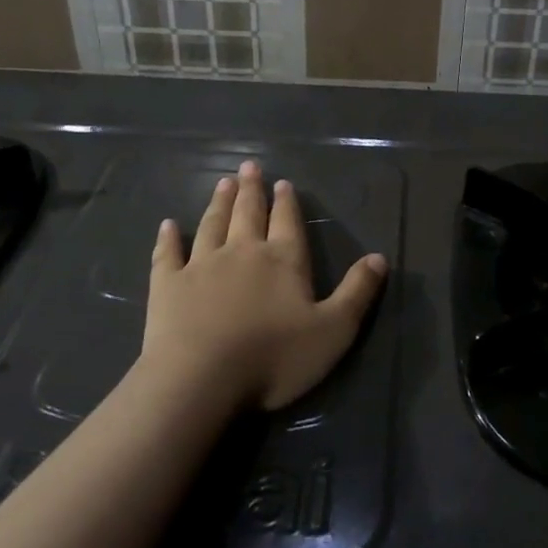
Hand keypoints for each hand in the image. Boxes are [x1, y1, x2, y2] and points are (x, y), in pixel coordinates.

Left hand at [142, 160, 387, 410]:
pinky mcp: (168, 285)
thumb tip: (379, 257)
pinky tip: (167, 225)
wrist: (201, 380)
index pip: (287, 222)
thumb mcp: (333, 330)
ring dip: (219, 203)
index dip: (286, 202)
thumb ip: (357, 292)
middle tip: (248, 167)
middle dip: (251, 190)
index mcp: (283, 260)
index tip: (283, 183)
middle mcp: (243, 252)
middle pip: (248, 213)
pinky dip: (168, 238)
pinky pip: (168, 254)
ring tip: (222, 183)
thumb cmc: (273, 358)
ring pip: (212, 225)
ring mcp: (201, 265)